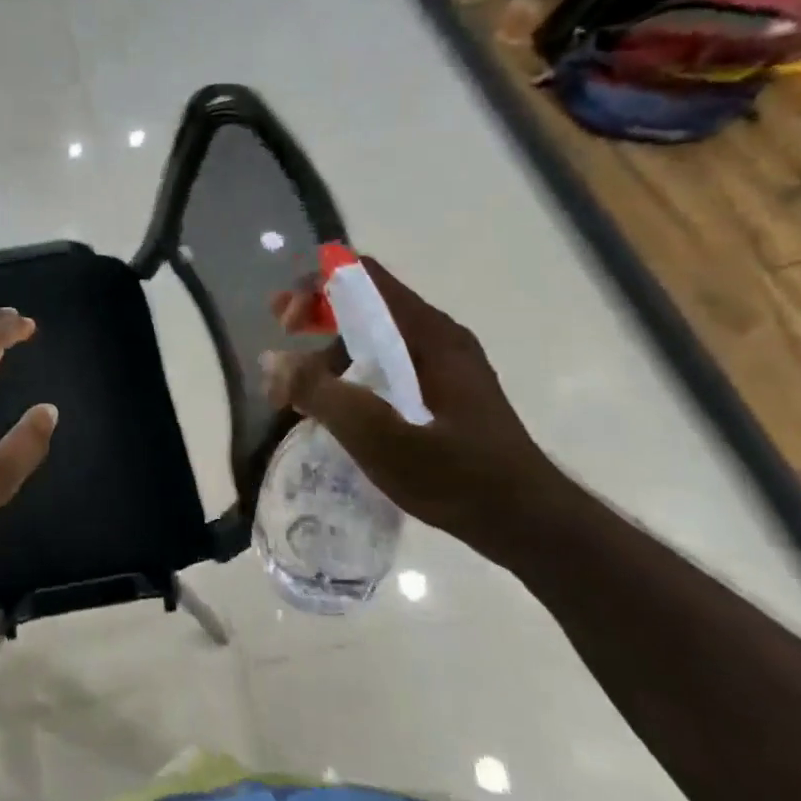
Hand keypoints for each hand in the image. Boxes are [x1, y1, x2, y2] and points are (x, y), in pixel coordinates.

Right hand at [261, 256, 568, 557]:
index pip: (363, 276)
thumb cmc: (456, 475)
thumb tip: (272, 361)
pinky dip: (352, 375)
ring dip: (329, 353)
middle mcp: (436, 337)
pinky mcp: (444, 392)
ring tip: (298, 394)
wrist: (529, 524)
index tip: (286, 324)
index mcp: (427, 333)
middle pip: (364, 303)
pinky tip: (337, 410)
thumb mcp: (378, 435)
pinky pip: (387, 365)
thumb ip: (321, 394)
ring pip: (373, 338)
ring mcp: (443, 365)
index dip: (315, 286)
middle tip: (280, 340)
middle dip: (315, 315)